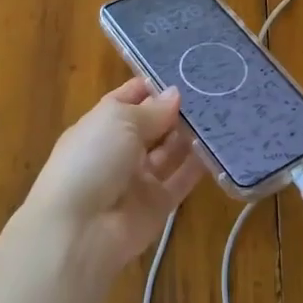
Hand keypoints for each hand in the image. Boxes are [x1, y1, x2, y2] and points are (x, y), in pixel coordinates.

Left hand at [19, 78, 203, 280]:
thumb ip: (152, 109)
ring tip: (223, 113)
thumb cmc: (92, 159)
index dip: (154, 85)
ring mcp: (139, 177)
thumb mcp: (119, 121)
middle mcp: (121, 149)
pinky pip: (182, 179)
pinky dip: (199, 165)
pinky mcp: (158, 204)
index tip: (187, 71)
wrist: (80, 230)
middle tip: (214, 91)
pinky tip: (221, 146)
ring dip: (191, 135)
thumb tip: (176, 94)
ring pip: (171, 150)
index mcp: (102, 124)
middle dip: (178, 109)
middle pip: (154, 124)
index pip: (130, 97)